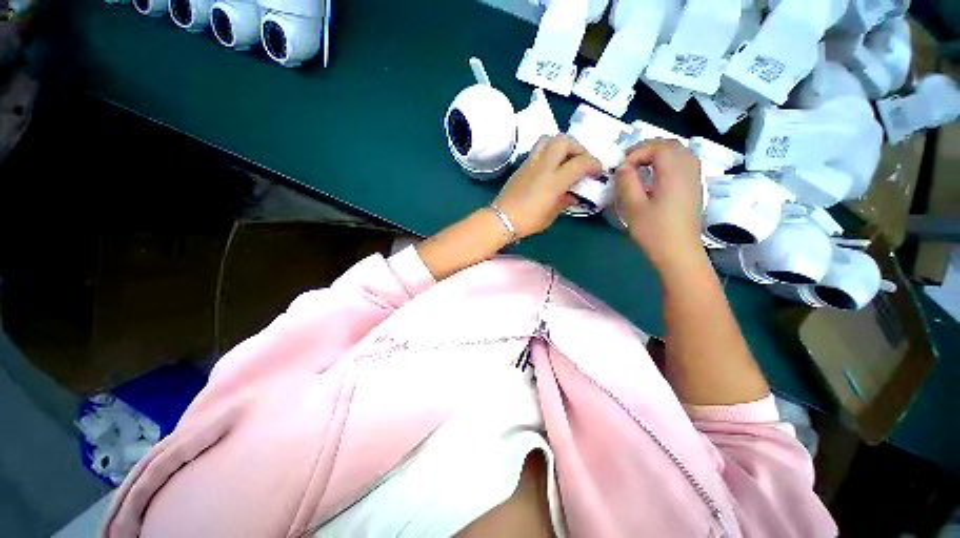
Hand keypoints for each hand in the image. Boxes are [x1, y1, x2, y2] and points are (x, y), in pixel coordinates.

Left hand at [493, 135, 601, 238]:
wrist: (502, 219)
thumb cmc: (528, 221)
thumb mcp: (551, 215)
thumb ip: (564, 201)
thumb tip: (573, 195)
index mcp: (554, 181)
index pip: (580, 163)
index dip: (594, 164)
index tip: (597, 171)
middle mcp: (544, 166)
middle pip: (564, 141)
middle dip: (578, 147)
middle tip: (580, 161)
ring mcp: (531, 163)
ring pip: (548, 139)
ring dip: (561, 144)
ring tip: (564, 158)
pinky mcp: (522, 165)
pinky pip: (538, 149)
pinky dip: (548, 151)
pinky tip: (550, 166)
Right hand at [614, 140, 703, 273]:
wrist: (678, 252)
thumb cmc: (654, 230)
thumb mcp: (634, 206)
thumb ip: (627, 182)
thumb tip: (623, 167)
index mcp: (674, 172)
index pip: (657, 147)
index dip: (637, 152)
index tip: (622, 168)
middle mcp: (689, 170)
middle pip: (671, 145)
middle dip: (648, 148)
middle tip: (628, 161)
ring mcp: (695, 178)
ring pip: (680, 152)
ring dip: (659, 153)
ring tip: (641, 165)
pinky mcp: (694, 188)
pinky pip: (684, 162)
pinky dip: (669, 161)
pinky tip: (656, 175)